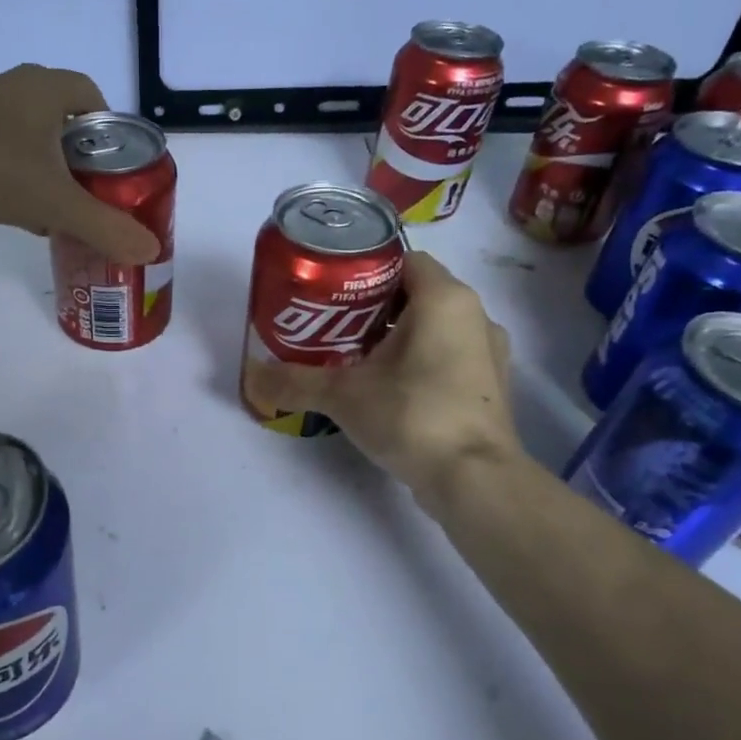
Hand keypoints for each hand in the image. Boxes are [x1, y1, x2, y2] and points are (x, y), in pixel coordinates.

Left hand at [0, 65, 159, 263]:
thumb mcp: (58, 203)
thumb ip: (106, 227)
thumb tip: (151, 251)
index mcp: (42, 87)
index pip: (91, 94)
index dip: (110, 128)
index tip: (116, 166)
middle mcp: (11, 90)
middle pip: (63, 121)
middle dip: (82, 158)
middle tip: (95, 193)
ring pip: (30, 141)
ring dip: (49, 173)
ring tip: (63, 211)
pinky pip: (2, 156)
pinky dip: (18, 181)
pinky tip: (24, 217)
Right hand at [242, 252, 519, 496]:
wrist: (474, 480)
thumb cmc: (413, 416)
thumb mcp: (343, 395)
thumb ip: (294, 381)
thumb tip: (250, 376)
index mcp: (445, 299)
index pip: (403, 259)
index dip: (364, 271)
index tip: (330, 291)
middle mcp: (475, 315)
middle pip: (416, 293)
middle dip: (373, 307)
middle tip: (332, 326)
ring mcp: (488, 352)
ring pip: (434, 327)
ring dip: (397, 336)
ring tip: (355, 358)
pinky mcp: (489, 386)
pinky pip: (448, 356)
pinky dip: (419, 362)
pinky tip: (389, 389)